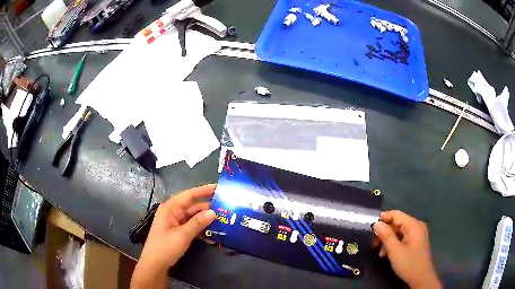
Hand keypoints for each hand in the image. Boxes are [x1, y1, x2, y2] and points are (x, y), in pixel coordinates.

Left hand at [131, 184, 216, 288]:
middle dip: (208, 207)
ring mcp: (175, 222)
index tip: (218, 187)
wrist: (155, 264)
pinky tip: (214, 235)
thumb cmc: (165, 247)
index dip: (204, 191)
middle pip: (193, 206)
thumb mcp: (183, 235)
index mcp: (170, 208)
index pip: (189, 195)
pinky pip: (192, 226)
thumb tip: (213, 212)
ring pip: (194, 217)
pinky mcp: (178, 231)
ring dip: (206, 220)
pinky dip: (201, 229)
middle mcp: (173, 212)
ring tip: (224, 220)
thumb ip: (198, 223)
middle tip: (226, 207)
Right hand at [372, 210, 441, 288]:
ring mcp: (417, 234)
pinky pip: (403, 238)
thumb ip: (386, 235)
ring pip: (399, 232)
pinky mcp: (416, 242)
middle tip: (373, 243)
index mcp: (413, 225)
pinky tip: (387, 254)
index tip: (370, 226)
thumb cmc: (409, 263)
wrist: (421, 278)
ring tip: (380, 252)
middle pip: (397, 223)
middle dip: (385, 232)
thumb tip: (376, 223)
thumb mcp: (395, 250)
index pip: (396, 214)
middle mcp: (416, 226)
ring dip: (388, 240)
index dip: (383, 218)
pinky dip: (394, 244)